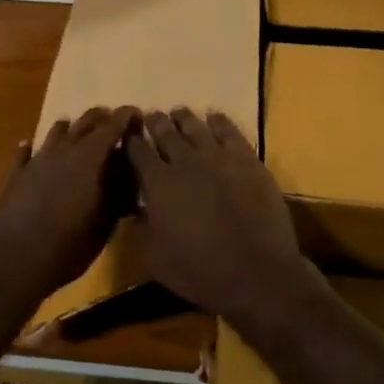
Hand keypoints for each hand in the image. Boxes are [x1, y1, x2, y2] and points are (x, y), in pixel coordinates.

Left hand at [0, 106, 139, 297]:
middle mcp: (65, 150)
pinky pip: (25, 152)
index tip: (136, 114)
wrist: (13, 257)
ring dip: (69, 128)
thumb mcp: (104, 224)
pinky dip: (31, 147)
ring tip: (76, 128)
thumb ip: (117, 197)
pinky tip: (29, 145)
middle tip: (112, 118)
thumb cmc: (68, 243)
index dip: (126, 117)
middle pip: (85, 122)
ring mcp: (38, 159)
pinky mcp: (16, 173)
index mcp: (91, 157)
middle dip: (100, 118)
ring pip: (56, 132)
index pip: (113, 126)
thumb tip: (127, 182)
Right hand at [125, 108, 317, 327]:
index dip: (130, 140)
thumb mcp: (155, 258)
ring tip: (178, 112)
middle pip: (165, 132)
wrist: (256, 272)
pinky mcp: (247, 160)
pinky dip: (219, 121)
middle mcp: (185, 161)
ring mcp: (218, 157)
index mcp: (158, 183)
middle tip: (151, 116)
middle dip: (155, 122)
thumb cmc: (199, 271)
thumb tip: (138, 208)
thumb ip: (143, 228)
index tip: (127, 132)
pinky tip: (214, 116)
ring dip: (184, 118)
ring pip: (195, 127)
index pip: (137, 151)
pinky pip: (230, 132)